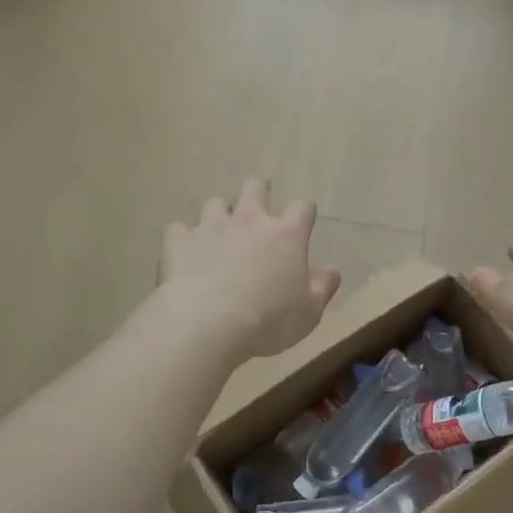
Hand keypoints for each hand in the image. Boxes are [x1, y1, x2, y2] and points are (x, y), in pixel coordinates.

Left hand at [160, 180, 340, 358]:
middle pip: (255, 188)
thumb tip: (333, 269)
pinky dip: (184, 238)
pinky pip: (179, 229)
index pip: (302, 207)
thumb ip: (323, 287)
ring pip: (215, 204)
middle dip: (258, 193)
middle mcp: (250, 220)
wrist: (208, 323)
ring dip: (219, 215)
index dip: (303, 213)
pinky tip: (186, 253)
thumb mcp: (309, 312)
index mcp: (286, 235)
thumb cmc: (269, 320)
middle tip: (257, 210)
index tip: (301, 223)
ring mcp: (211, 226)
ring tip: (218, 233)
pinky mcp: (179, 240)